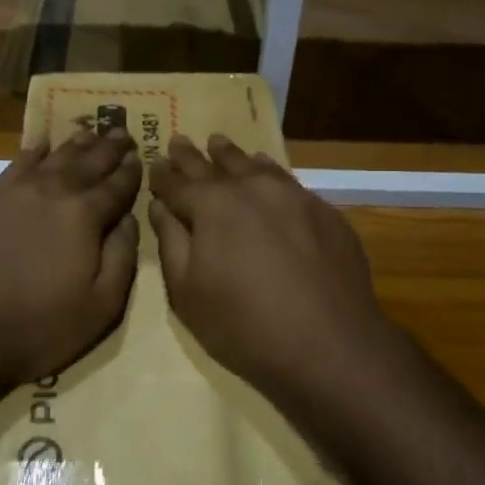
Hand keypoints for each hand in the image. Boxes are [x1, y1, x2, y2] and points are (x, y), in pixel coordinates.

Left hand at [0, 128, 141, 395]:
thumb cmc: (34, 326)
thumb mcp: (99, 308)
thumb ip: (121, 259)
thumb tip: (130, 220)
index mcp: (85, 216)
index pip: (116, 186)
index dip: (130, 171)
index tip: (141, 155)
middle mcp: (53, 192)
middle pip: (87, 163)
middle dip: (108, 147)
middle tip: (121, 130)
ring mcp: (15, 191)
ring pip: (53, 158)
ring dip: (75, 144)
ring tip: (89, 132)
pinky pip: (17, 164)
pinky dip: (32, 152)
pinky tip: (39, 145)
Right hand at [147, 134, 399, 398]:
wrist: (331, 344)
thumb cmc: (244, 325)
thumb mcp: (188, 293)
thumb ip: (171, 243)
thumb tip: (161, 207)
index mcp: (212, 205)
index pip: (177, 182)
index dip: (162, 175)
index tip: (153, 162)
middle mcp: (252, 188)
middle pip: (216, 165)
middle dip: (193, 155)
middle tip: (180, 140)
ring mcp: (293, 196)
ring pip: (255, 165)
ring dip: (233, 155)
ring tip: (220, 143)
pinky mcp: (325, 211)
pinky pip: (288, 181)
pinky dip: (270, 171)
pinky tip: (268, 171)